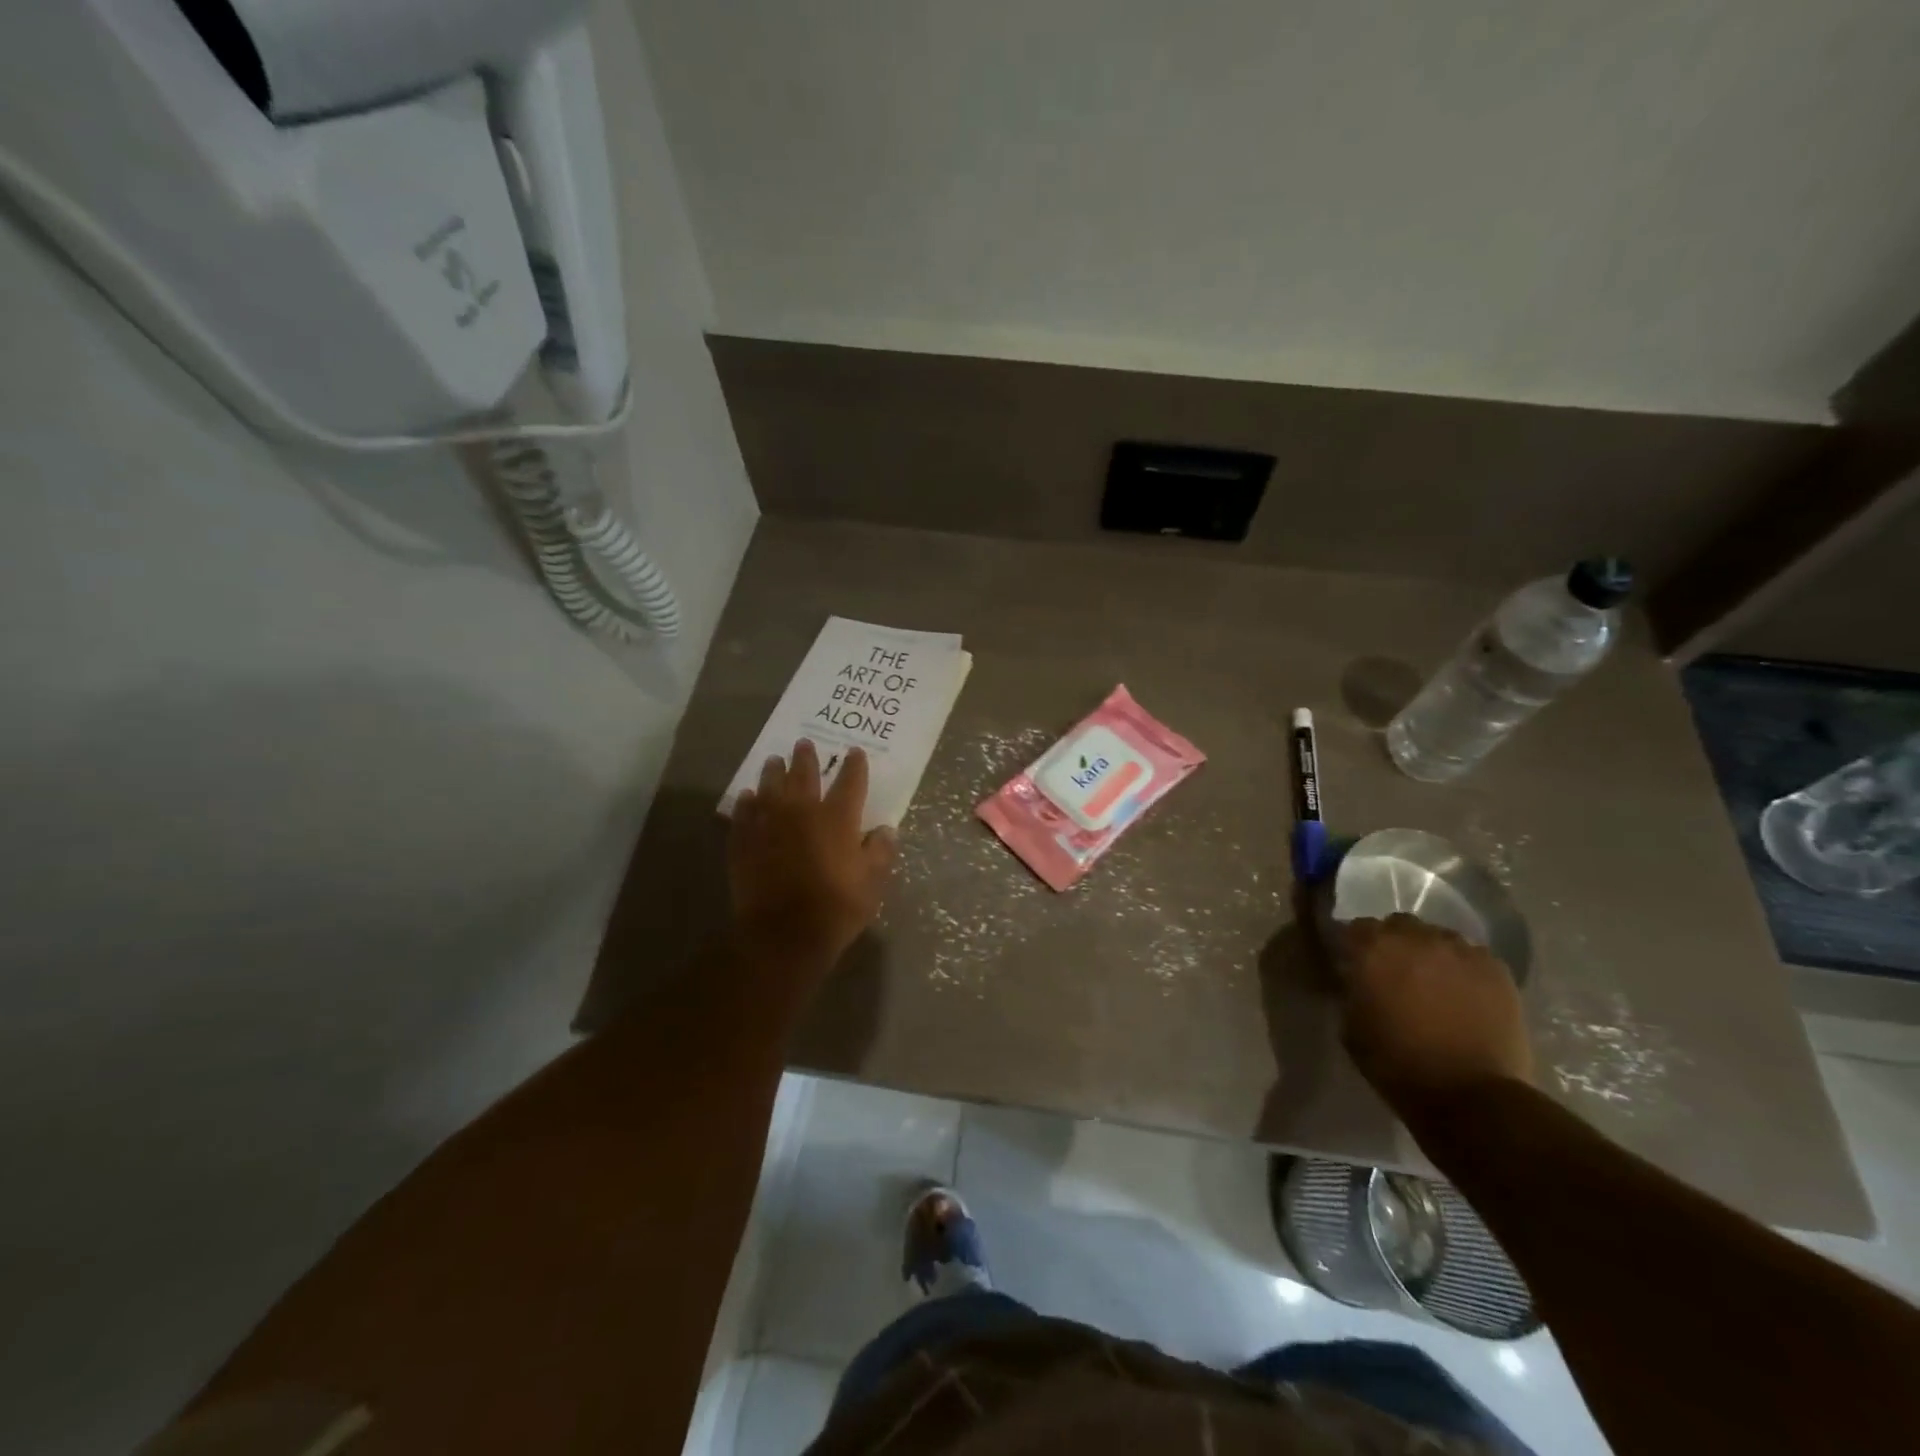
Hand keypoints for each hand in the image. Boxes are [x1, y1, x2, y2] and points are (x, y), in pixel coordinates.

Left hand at [728, 740, 895, 972]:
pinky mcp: (744, 842)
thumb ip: (880, 852)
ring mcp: (769, 825)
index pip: (850, 781)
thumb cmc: (836, 908)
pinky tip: (747, 797)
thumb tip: (886, 830)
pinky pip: (744, 814)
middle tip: (803, 743)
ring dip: (774, 772)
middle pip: (804, 776)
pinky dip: (746, 803)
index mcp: (838, 818)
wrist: (783, 933)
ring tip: (774, 761)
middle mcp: (802, 812)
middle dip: (806, 758)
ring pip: (770, 788)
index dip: (854, 765)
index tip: (855, 752)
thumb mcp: (872, 883)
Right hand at [1339, 913, 1532, 1110]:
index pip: (1355, 928)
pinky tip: (1466, 995)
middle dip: (1395, 944)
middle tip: (1396, 974)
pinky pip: (1472, 956)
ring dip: (1431, 954)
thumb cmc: (1398, 1064)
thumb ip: (1352, 991)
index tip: (1356, 965)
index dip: (1354, 946)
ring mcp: (1460, 950)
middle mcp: (1415, 938)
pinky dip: (1464, 969)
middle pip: (1399, 925)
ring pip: (1438, 938)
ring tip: (1435, 983)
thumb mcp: (1351, 1026)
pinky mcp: (1496, 969)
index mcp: (1373, 949)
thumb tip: (1357, 980)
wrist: (1471, 1096)